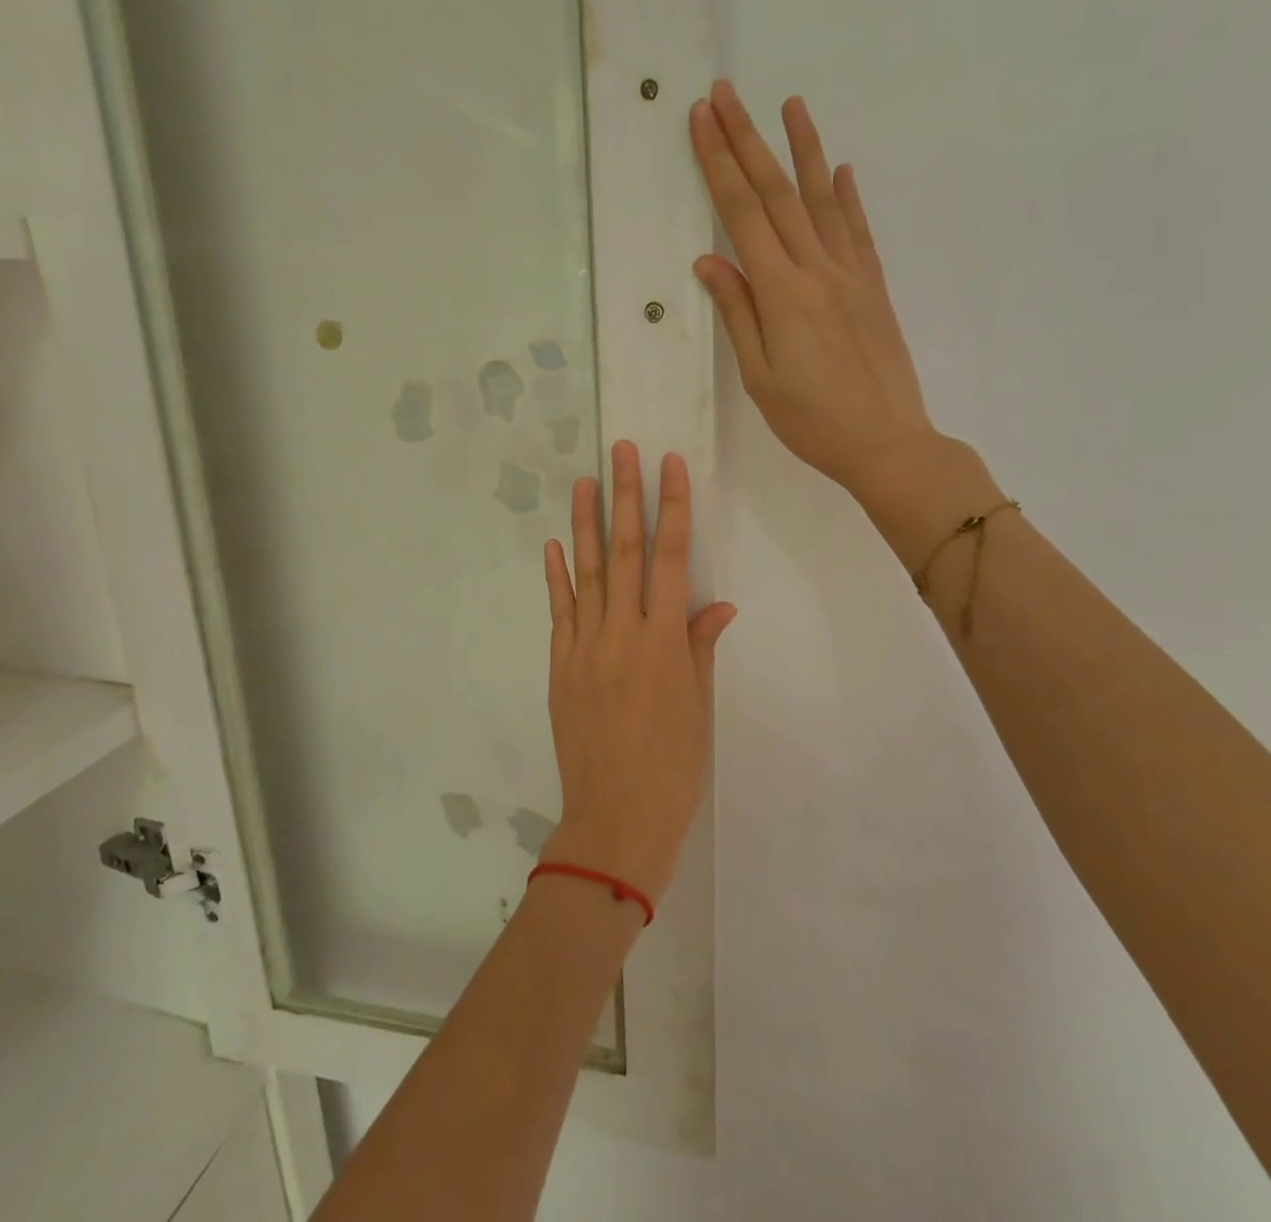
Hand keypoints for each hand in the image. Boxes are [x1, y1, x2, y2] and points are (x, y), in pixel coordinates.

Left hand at [538, 442, 735, 905]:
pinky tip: (553, 544)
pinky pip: (559, 612)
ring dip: (584, 524)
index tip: (669, 466)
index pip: (672, 560)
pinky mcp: (560, 665)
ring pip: (585, 573)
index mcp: (664, 642)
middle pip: (624, 552)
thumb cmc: (673, 766)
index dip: (672, 509)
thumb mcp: (698, 707)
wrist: (616, 818)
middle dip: (625, 497)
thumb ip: (700, 647)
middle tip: (621, 451)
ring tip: (584, 481)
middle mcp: (622, 634)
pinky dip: (556, 576)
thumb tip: (717, 605)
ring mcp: (585, 647)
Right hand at [689, 81, 1000, 565]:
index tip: (701, 120)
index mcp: (782, 293)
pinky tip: (841, 171)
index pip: (743, 214)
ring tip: (791, 105)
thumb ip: (738, 314)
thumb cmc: (812, 421)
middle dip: (747, 140)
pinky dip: (847, 197)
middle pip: (778, 193)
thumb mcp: (760, 377)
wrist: (887, 442)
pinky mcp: (874, 288)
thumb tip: (709, 261)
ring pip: (823, 200)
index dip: (719, 164)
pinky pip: (858, 231)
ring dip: (805, 149)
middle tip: (725, 94)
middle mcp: (818, 270)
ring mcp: (852, 275)